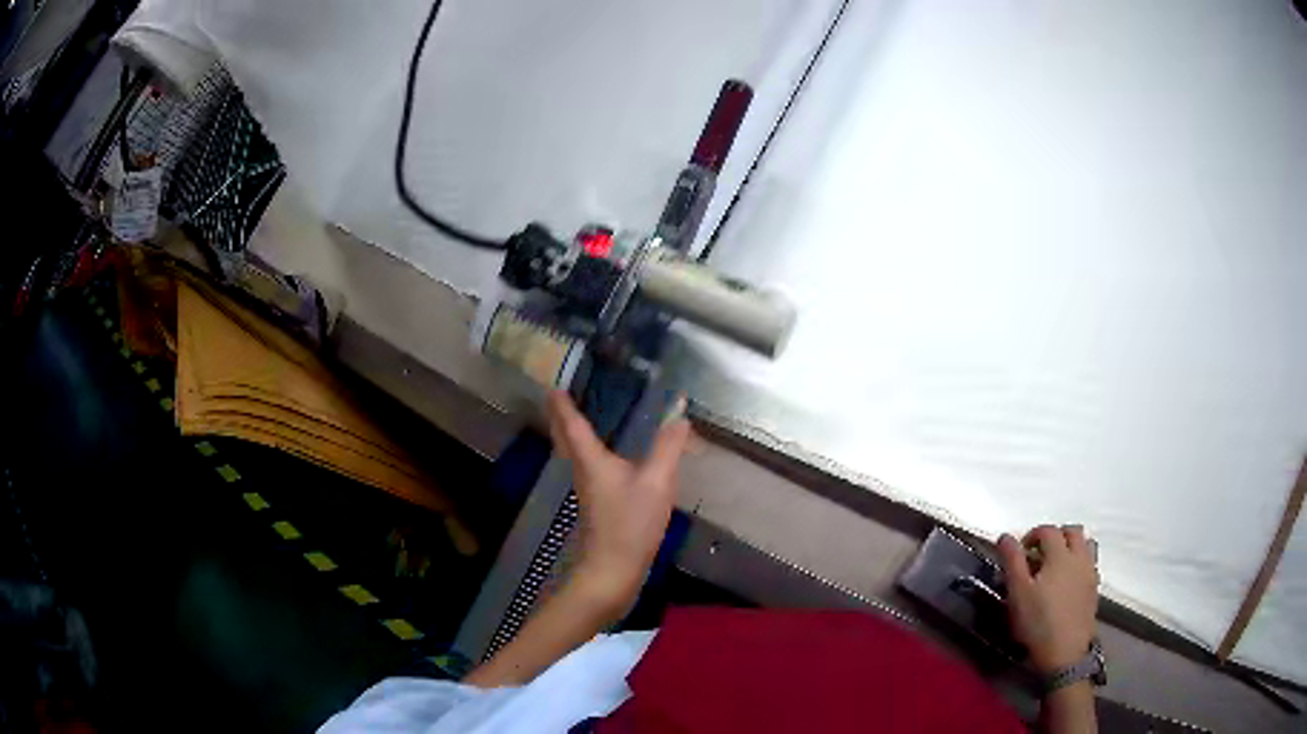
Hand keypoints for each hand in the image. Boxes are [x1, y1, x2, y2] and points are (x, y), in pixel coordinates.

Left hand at [547, 391, 692, 616]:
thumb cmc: (630, 525)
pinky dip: (586, 450)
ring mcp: (588, 490)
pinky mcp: (597, 504)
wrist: (613, 570)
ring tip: (578, 415)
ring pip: (573, 453)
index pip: (573, 424)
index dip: (563, 404)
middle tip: (560, 395)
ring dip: (571, 432)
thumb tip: (679, 415)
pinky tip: (604, 455)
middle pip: (565, 438)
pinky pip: (587, 466)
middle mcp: (584, 471)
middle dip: (560, 416)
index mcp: (592, 461)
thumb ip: (668, 447)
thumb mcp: (656, 483)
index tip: (554, 385)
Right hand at [997, 525, 1099, 674]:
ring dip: (1071, 546)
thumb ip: (1012, 561)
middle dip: (1055, 536)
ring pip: (1086, 544)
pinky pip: (1090, 563)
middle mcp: (1079, 556)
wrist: (1065, 652)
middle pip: (1072, 531)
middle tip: (1039, 553)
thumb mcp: (1018, 593)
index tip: (1020, 551)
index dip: (1032, 535)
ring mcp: (1090, 571)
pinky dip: (1079, 562)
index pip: (1048, 530)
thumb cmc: (1038, 622)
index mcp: (1060, 554)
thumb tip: (1005, 536)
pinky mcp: (1094, 588)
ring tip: (1056, 563)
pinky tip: (1068, 581)